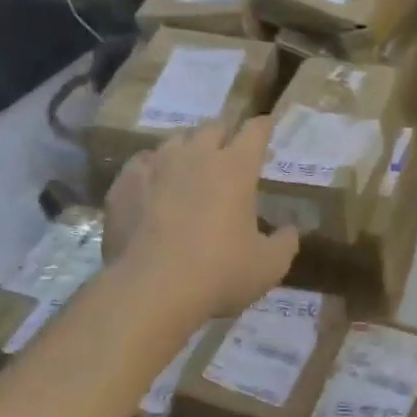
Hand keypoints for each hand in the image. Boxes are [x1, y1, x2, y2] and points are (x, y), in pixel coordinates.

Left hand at [102, 117, 299, 325]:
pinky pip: (141, 163)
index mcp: (235, 168)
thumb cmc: (219, 273)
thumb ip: (285, 243)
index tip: (267, 126)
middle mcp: (197, 155)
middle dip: (225, 134)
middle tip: (230, 152)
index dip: (263, 126)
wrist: (150, 290)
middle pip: (214, 127)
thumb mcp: (268, 266)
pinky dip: (152, 168)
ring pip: (176, 140)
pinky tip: (152, 183)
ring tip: (190, 166)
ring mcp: (157, 166)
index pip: (255, 131)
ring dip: (188, 148)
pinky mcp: (125, 184)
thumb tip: (290, 230)